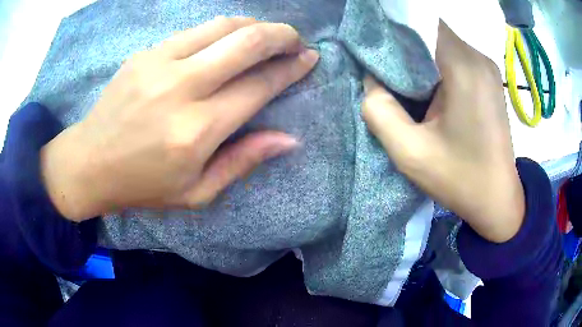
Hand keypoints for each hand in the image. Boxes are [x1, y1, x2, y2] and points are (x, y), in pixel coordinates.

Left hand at [40, 17, 318, 221]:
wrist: (90, 162)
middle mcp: (181, 88)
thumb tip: (289, 138)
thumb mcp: (197, 193)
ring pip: (223, 26)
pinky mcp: (145, 53)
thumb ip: (243, 161)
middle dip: (282, 36)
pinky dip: (222, 30)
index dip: (291, 69)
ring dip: (255, 26)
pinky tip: (228, 40)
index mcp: (197, 131)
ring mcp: (159, 63)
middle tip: (296, 41)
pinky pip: (195, 31)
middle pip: (247, 43)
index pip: (259, 86)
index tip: (309, 59)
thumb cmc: (143, 185)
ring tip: (268, 36)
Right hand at [362, 21, 523, 242]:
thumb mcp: (410, 153)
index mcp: (463, 68)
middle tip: (384, 67)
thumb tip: (371, 82)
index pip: (420, 22)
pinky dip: (435, 64)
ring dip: (420, 55)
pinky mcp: (488, 78)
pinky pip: (455, 56)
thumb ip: (379, 111)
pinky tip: (427, 88)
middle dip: (404, 44)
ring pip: (442, 42)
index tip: (375, 49)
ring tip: (403, 79)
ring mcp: (486, 67)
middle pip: (430, 31)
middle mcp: (478, 58)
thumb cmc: (459, 179)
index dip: (394, 31)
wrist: (497, 199)